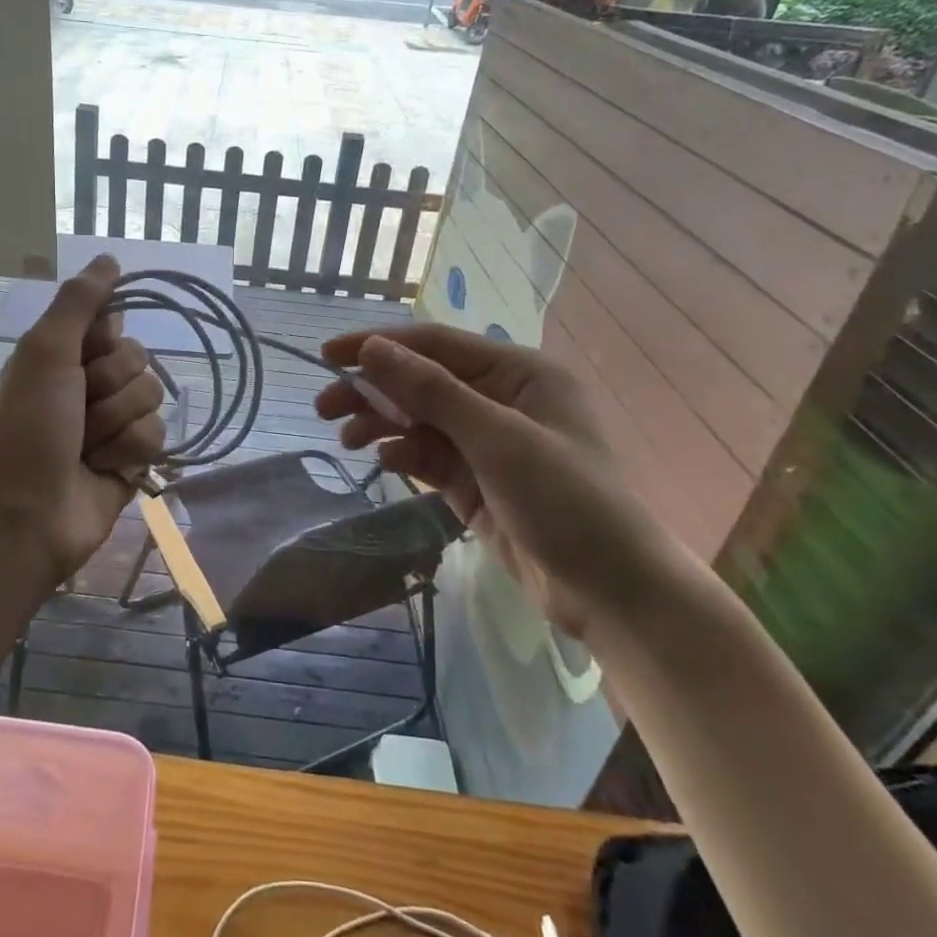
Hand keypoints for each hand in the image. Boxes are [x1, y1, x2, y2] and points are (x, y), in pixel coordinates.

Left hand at [0, 255, 165, 586]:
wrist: (26, 514)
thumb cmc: (27, 427)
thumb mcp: (45, 351)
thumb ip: (79, 302)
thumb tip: (109, 258)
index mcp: (63, 354)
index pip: (113, 322)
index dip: (102, 340)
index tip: (82, 356)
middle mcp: (89, 384)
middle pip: (138, 359)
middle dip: (109, 387)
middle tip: (77, 411)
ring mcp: (112, 423)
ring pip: (152, 397)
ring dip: (117, 423)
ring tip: (85, 447)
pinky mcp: (132, 459)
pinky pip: (158, 435)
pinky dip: (129, 451)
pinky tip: (103, 469)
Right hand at [315, 325, 696, 639]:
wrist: (612, 591)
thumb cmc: (566, 500)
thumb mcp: (498, 439)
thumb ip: (432, 391)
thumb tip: (372, 348)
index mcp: (518, 373)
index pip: (435, 344)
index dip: (379, 345)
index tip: (328, 354)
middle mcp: (501, 398)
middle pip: (422, 382)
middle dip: (374, 390)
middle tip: (324, 406)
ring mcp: (487, 442)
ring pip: (420, 419)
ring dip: (382, 423)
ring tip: (345, 438)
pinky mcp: (475, 480)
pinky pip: (428, 455)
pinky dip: (403, 454)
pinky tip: (383, 462)